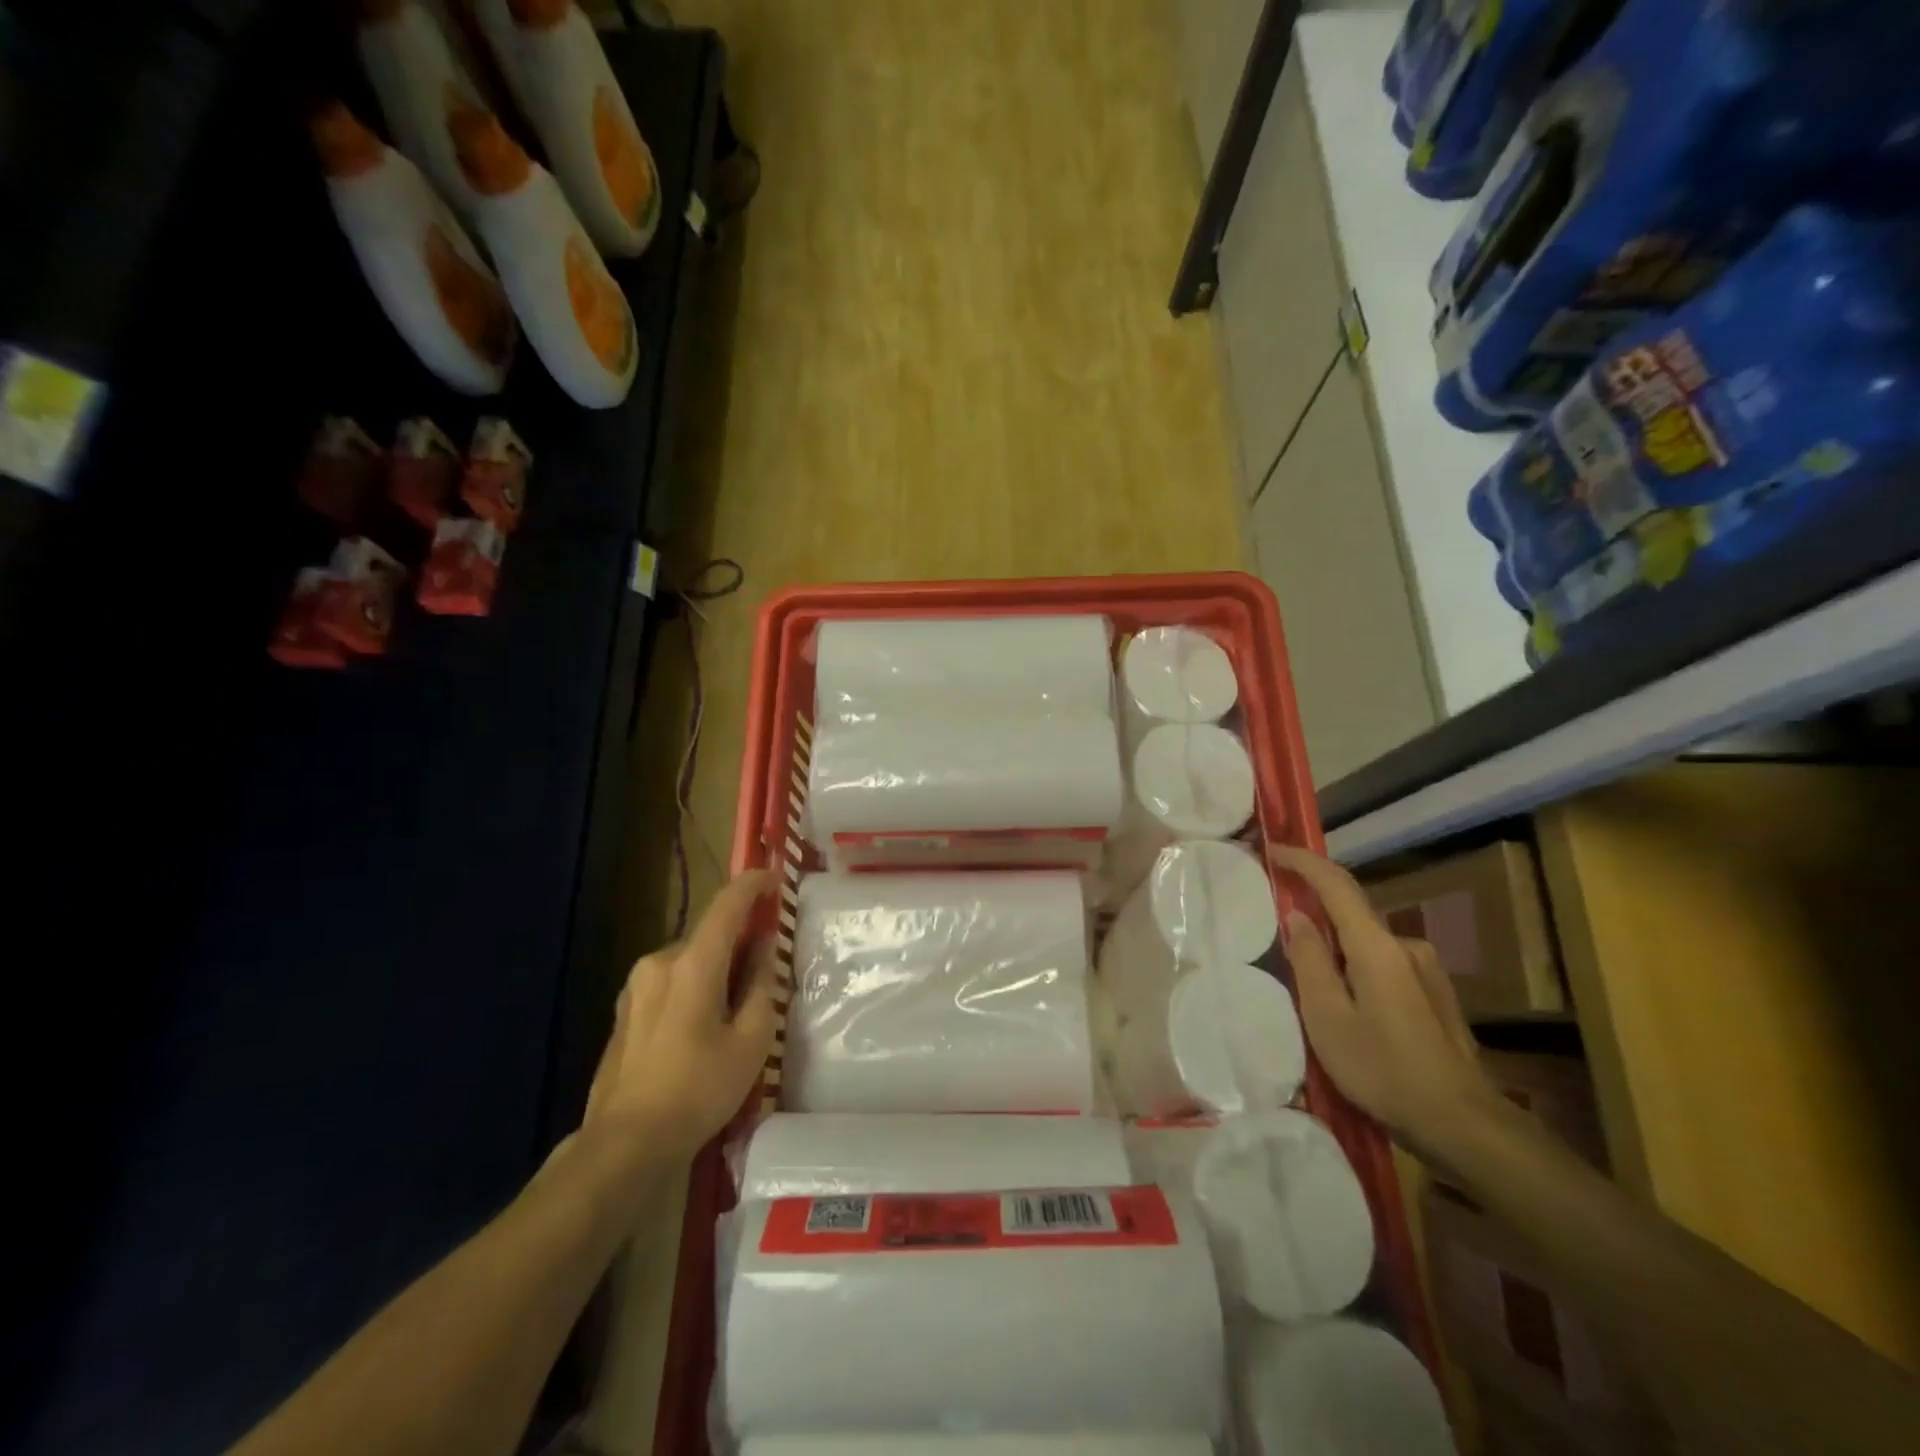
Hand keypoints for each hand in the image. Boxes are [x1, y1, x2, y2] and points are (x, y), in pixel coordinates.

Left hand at [580, 870, 780, 1163]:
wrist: (625, 1143)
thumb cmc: (699, 1090)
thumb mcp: (751, 1039)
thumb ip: (761, 983)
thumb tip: (763, 945)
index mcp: (692, 964)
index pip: (727, 905)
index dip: (753, 885)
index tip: (775, 878)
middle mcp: (659, 962)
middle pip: (709, 936)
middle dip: (739, 941)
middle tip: (766, 967)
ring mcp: (636, 986)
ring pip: (689, 960)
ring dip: (716, 967)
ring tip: (736, 1008)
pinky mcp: (624, 1010)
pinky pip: (670, 981)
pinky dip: (694, 986)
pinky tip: (704, 1027)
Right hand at [1267, 846, 1499, 1161]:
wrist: (1463, 1125)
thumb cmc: (1383, 1070)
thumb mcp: (1327, 1017)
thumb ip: (1309, 961)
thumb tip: (1296, 916)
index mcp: (1376, 946)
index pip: (1335, 884)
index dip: (1302, 861)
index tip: (1273, 850)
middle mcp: (1405, 946)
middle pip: (1351, 913)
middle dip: (1314, 910)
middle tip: (1279, 930)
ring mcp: (1426, 970)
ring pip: (1367, 943)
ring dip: (1337, 948)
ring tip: (1311, 984)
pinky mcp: (1435, 994)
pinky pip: (1384, 963)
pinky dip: (1357, 967)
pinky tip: (1348, 1005)